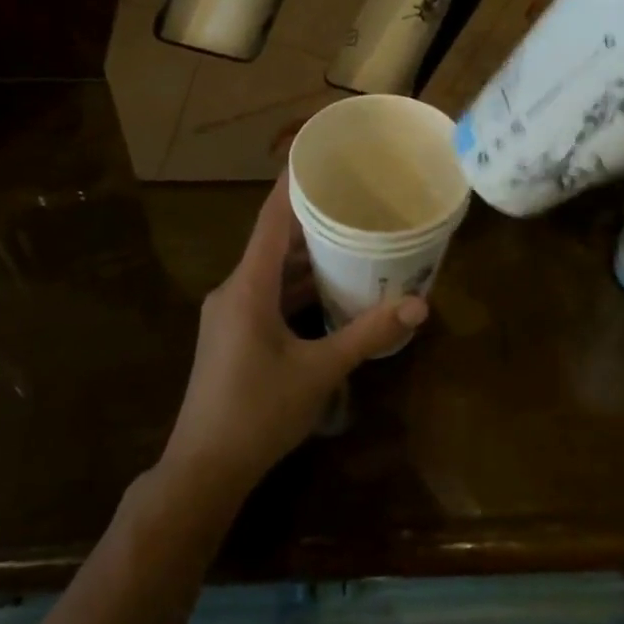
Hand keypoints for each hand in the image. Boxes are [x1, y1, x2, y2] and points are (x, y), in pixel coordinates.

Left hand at [159, 177, 426, 501]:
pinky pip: (268, 296)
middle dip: (311, 220)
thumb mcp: (319, 372)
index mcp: (247, 286)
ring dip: (306, 257)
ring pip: (272, 272)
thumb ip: (367, 334)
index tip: (318, 155)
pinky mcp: (234, 336)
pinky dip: (297, 287)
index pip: (270, 219)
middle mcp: (234, 290)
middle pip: (273, 241)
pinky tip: (329, 288)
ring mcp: (231, 314)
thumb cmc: (258, 412)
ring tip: (350, 236)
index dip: (292, 184)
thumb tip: (419, 305)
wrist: (204, 469)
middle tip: (353, 198)